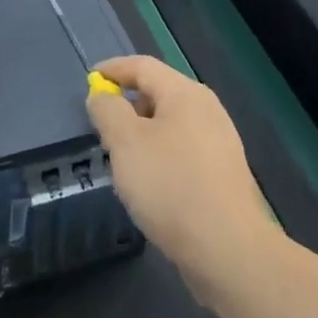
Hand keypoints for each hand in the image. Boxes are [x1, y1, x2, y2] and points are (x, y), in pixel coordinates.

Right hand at [86, 55, 280, 292]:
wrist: (228, 251)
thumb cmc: (171, 186)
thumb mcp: (125, 143)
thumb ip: (108, 111)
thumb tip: (102, 95)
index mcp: (185, 93)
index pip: (142, 66)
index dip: (112, 70)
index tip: (88, 82)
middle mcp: (207, 110)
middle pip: (158, 93)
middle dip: (127, 105)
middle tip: (101, 128)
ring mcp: (219, 143)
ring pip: (170, 125)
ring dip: (142, 134)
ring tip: (121, 159)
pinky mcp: (222, 174)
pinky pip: (182, 150)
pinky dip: (159, 155)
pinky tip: (149, 184)